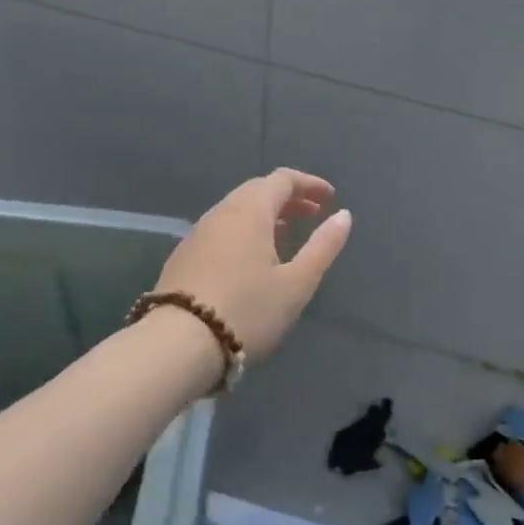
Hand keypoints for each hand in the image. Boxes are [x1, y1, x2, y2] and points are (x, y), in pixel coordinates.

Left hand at [153, 169, 352, 360]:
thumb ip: (323, 246)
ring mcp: (197, 234)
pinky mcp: (184, 256)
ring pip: (237, 211)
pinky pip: (222, 230)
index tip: (330, 199)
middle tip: (313, 215)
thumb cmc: (248, 311)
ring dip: (266, 216)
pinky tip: (253, 259)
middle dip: (288, 198)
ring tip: (287, 236)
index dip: (309, 184)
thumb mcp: (296, 283)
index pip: (282, 180)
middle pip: (257, 191)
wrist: (179, 344)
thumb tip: (344, 215)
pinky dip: (245, 231)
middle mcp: (220, 213)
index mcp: (249, 211)